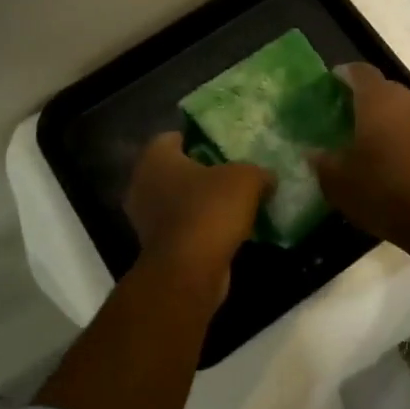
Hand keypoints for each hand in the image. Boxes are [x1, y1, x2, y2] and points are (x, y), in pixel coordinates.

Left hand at [125, 132, 271, 299]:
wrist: (190, 271)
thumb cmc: (210, 210)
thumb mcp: (246, 179)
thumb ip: (258, 172)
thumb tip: (267, 178)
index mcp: (155, 158)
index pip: (173, 137)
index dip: (198, 139)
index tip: (223, 147)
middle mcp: (142, 184)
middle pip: (176, 170)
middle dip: (201, 172)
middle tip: (232, 173)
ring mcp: (145, 219)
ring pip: (178, 200)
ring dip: (201, 202)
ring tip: (235, 203)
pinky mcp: (157, 247)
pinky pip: (183, 227)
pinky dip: (200, 227)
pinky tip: (227, 230)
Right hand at [312, 64, 409, 259]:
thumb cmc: (382, 190)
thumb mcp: (338, 182)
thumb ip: (322, 161)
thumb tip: (314, 152)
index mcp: (378, 99)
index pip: (359, 71)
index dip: (343, 75)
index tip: (330, 86)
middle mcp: (407, 99)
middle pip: (382, 88)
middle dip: (364, 97)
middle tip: (346, 117)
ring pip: (402, 107)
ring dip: (386, 116)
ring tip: (369, 138)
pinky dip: (403, 132)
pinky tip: (392, 155)